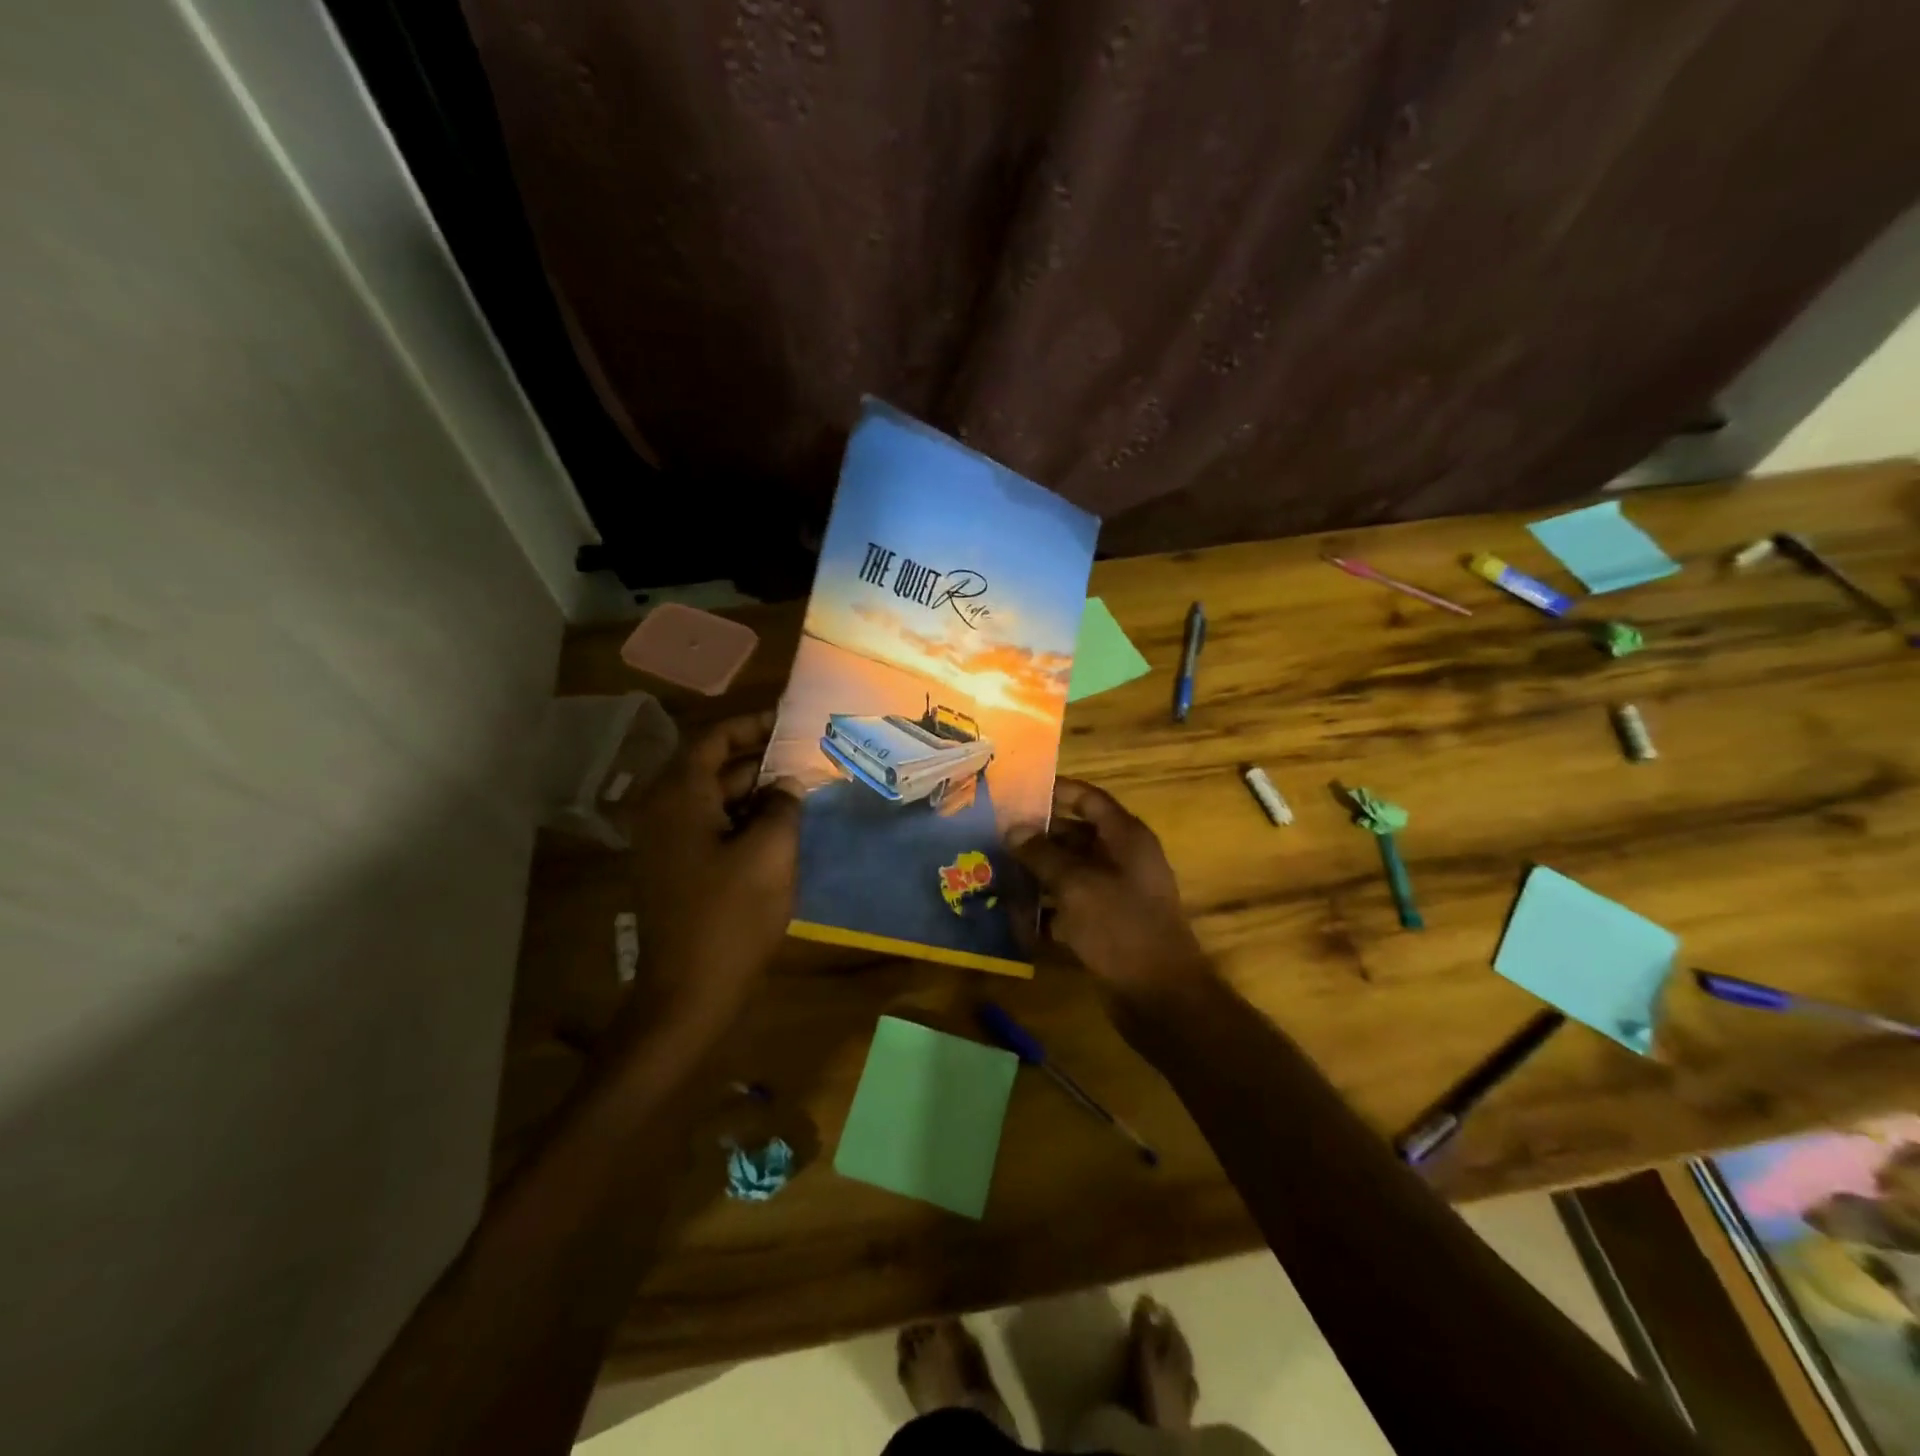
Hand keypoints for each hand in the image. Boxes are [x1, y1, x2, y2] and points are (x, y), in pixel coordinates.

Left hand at [623, 712, 801, 1044]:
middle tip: (807, 755)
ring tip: (802, 788)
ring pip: (715, 799)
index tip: (790, 721)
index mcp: (679, 797)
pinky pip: (711, 827)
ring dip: (755, 792)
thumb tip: (786, 784)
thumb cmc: (730, 917)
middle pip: (714, 767)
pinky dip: (743, 819)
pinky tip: (780, 827)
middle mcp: (664, 810)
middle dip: (761, 760)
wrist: (688, 993)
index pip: (714, 739)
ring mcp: (666, 842)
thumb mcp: (771, 853)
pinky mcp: (676, 868)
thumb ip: (783, 806)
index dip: (752, 725)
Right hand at [1009, 778, 1214, 1005]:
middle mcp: (1122, 859)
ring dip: (1037, 873)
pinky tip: (1014, 915)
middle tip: (994, 836)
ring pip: (1069, 872)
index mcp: (1125, 837)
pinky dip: (1046, 908)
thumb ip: (1042, 854)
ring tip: (995, 872)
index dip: (1055, 791)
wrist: (1160, 996)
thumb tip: (1013, 829)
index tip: (1016, 793)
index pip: (1088, 799)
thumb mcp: (1076, 885)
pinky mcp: (1106, 924)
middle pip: (1075, 835)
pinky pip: (1070, 905)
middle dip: (1036, 837)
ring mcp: (1115, 893)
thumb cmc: (1121, 927)